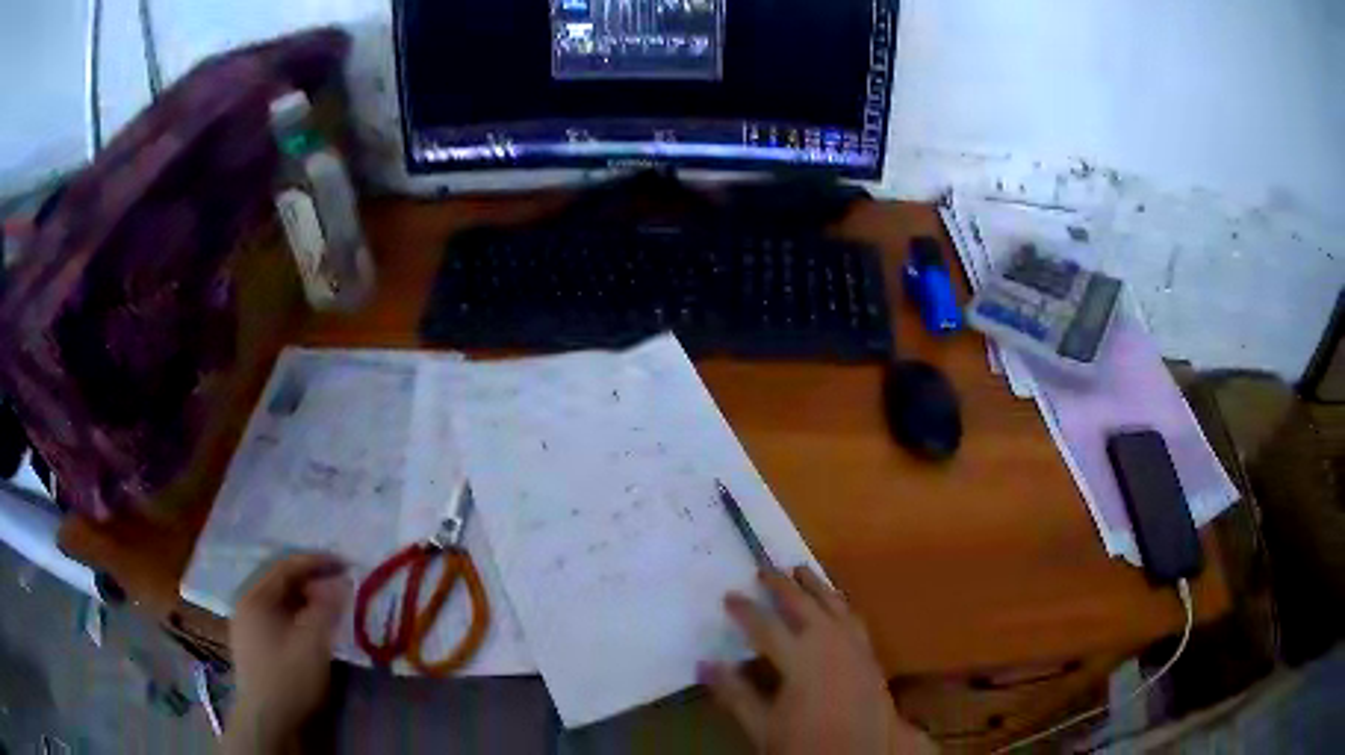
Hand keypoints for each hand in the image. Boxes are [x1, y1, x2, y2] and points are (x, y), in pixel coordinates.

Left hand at [225, 552, 351, 754]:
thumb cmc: (289, 677)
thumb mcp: (313, 642)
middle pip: (280, 581)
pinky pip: (276, 616)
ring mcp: (247, 624)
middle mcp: (246, 603)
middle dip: (311, 580)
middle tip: (340, 585)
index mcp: (255, 596)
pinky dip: (296, 614)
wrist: (267, 720)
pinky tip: (310, 626)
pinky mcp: (252, 643)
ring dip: (304, 598)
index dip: (317, 562)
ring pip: (278, 600)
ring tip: (330, 605)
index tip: (345, 564)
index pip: (286, 566)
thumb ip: (326, 608)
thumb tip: (340, 582)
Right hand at [701, 567, 935, 754]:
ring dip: (815, 586)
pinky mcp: (870, 656)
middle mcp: (830, 644)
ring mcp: (855, 647)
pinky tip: (837, 604)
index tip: (728, 595)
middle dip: (782, 585)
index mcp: (800, 659)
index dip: (745, 610)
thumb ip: (735, 693)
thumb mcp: (762, 726)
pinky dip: (840, 604)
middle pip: (803, 605)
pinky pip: (854, 618)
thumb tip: (704, 663)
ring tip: (801, 570)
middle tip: (764, 568)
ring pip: (834, 605)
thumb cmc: (804, 745)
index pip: (765, 626)